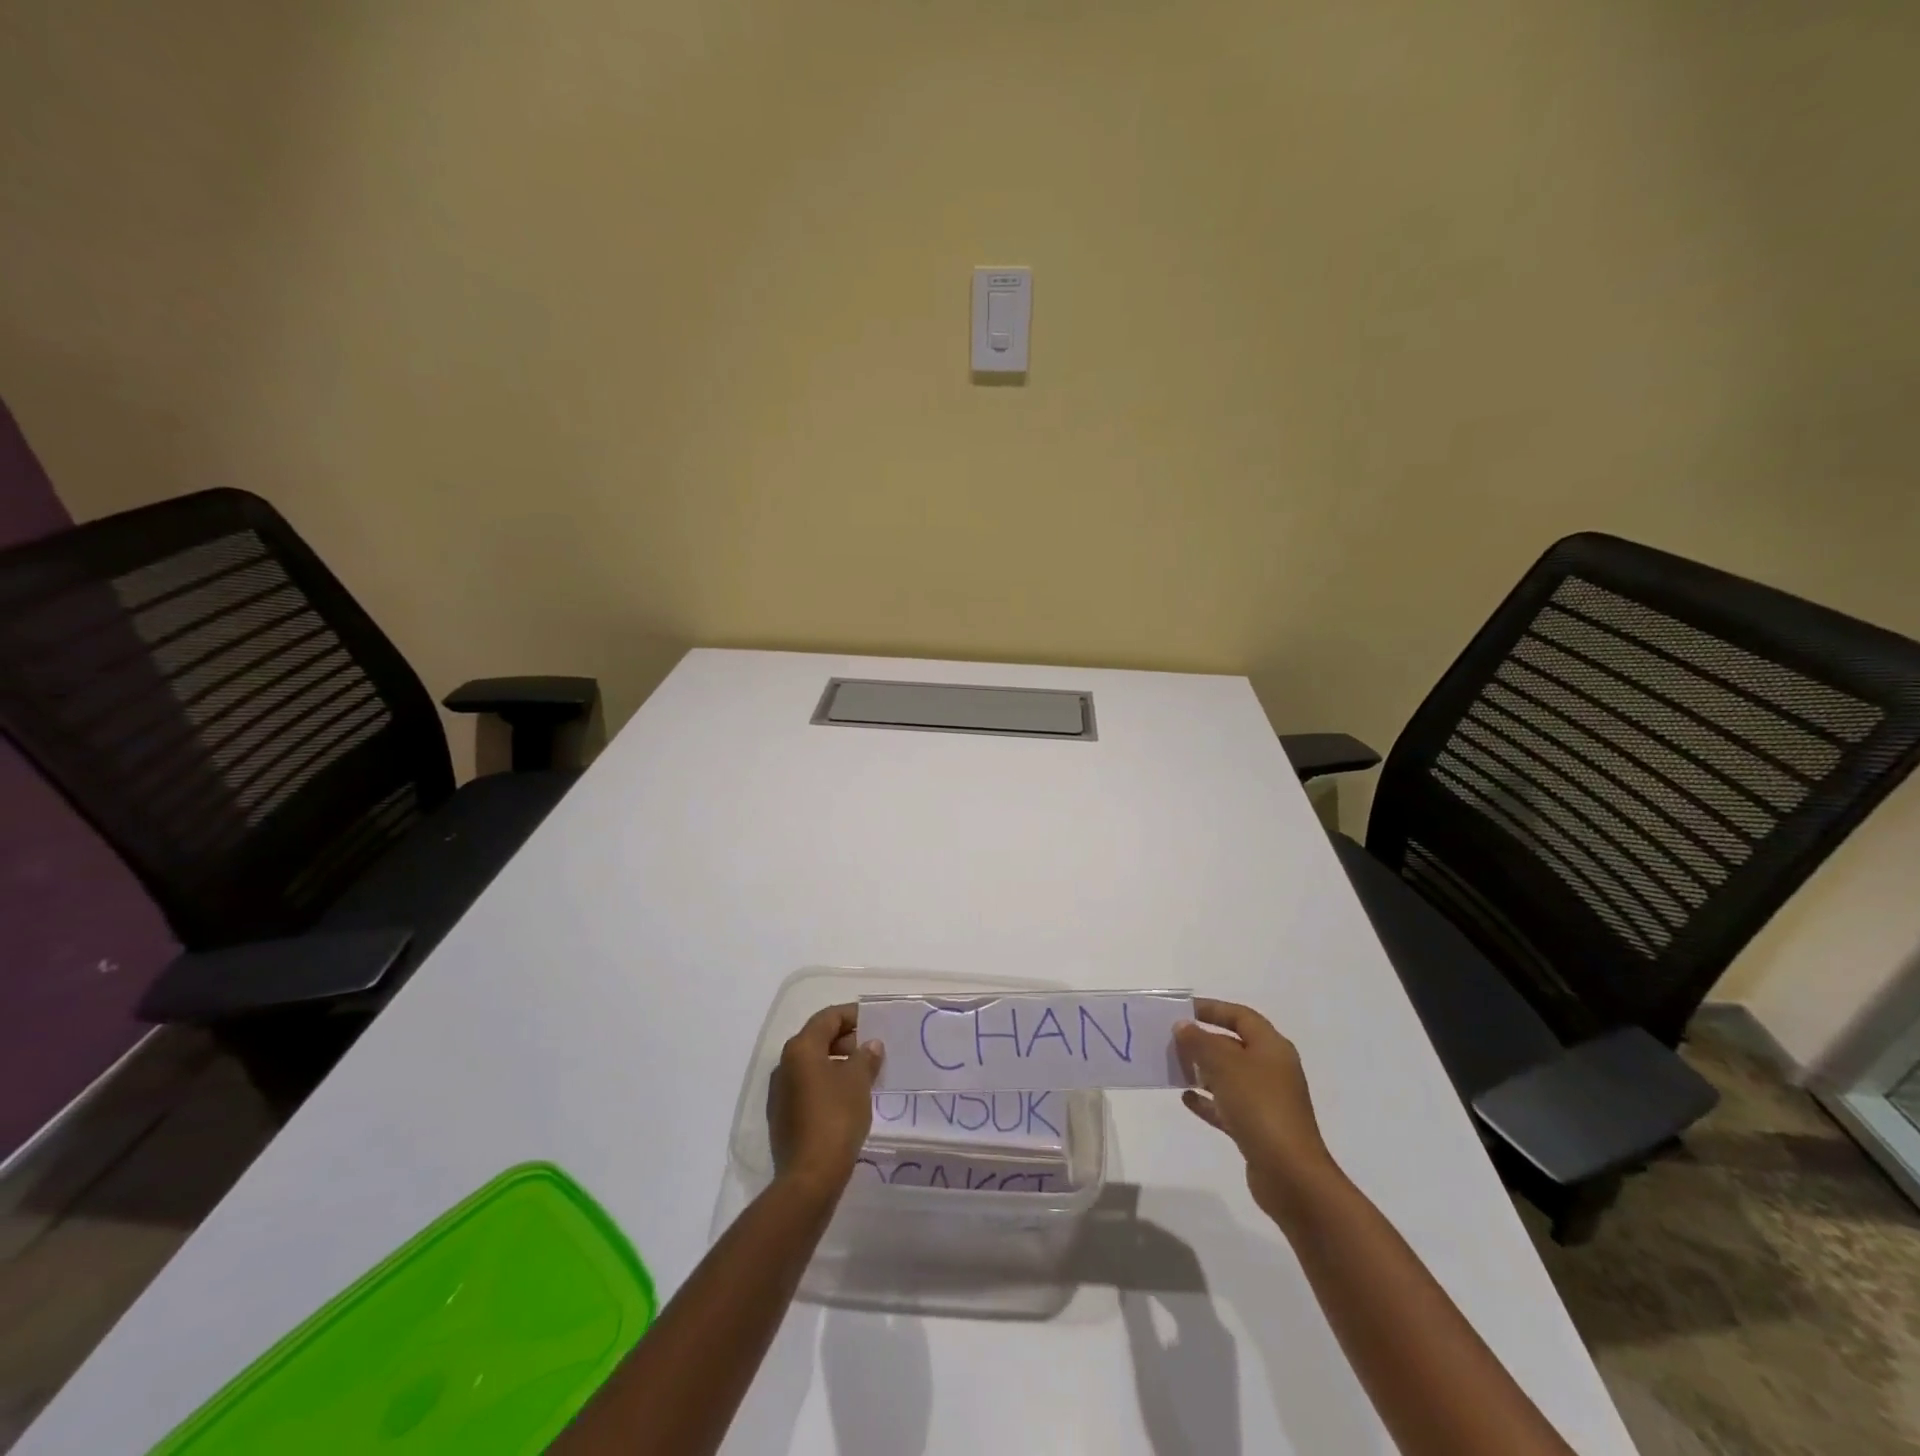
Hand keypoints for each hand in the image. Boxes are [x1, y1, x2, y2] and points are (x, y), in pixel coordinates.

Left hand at [767, 1004, 882, 1194]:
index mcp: (800, 1049)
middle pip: (817, 1039)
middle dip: (845, 1040)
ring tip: (864, 1074)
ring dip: (837, 1063)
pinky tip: (847, 1098)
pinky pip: (807, 1087)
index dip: (852, 1015)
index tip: (874, 1020)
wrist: (809, 1177)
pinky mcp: (782, 1117)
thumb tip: (870, 1045)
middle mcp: (784, 1065)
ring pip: (811, 1065)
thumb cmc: (835, 1118)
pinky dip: (827, 1083)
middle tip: (872, 1049)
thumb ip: (865, 1057)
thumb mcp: (858, 1082)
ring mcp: (780, 1093)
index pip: (827, 1018)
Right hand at [1174, 998, 1340, 1224]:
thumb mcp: (1225, 1065)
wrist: (1290, 1175)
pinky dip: (1208, 1100)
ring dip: (1203, 1071)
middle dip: (1203, 1041)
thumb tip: (1183, 1026)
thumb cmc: (1259, 1107)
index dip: (1213, 1009)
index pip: (1241, 1016)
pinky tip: (1186, 1098)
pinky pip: (1228, 1106)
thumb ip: (1200, 1042)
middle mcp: (1272, 1070)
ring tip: (1174, 1067)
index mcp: (1272, 1048)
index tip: (1182, 1010)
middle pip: (1234, 1046)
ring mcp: (1267, 1101)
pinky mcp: (1258, 1129)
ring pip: (1229, 1077)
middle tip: (1172, 1041)